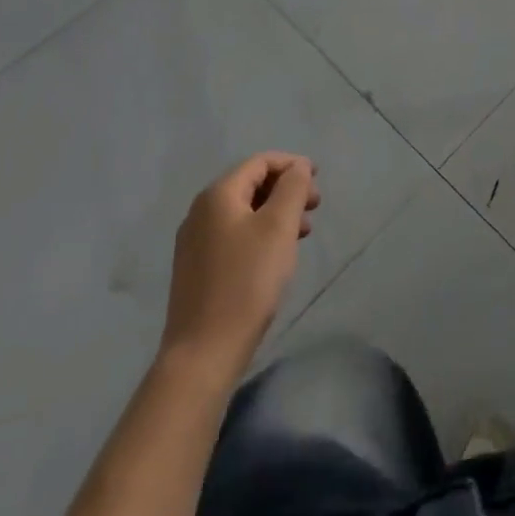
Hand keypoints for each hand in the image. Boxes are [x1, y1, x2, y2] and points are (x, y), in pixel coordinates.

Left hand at [161, 153, 318, 374]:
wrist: (203, 353)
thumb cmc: (246, 281)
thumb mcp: (278, 227)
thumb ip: (292, 188)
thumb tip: (297, 168)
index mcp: (217, 195)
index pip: (260, 162)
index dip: (292, 164)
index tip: (319, 179)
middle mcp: (201, 212)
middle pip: (251, 184)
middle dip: (286, 189)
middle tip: (315, 206)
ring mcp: (195, 242)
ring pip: (245, 212)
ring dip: (277, 213)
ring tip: (303, 233)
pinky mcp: (197, 269)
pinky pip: (235, 235)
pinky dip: (261, 233)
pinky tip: (277, 255)